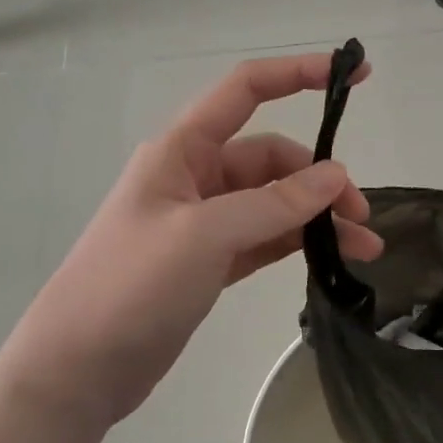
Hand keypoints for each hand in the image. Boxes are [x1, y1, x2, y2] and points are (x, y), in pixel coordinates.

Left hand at [0, 54, 382, 429]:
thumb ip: (273, 204)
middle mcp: (195, 178)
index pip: (246, 91)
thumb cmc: (130, 286)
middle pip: (272, 159)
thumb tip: (335, 176)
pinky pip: (267, 239)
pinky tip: (332, 258)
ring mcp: (204, 222)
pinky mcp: (211, 262)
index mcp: (182, 150)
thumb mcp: (204, 235)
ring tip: (364, 247)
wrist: (79, 368)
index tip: (357, 74)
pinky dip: (299, 243)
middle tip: (360, 216)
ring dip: (318, 217)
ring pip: (275, 203)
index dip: (300, 74)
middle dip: (320, 179)